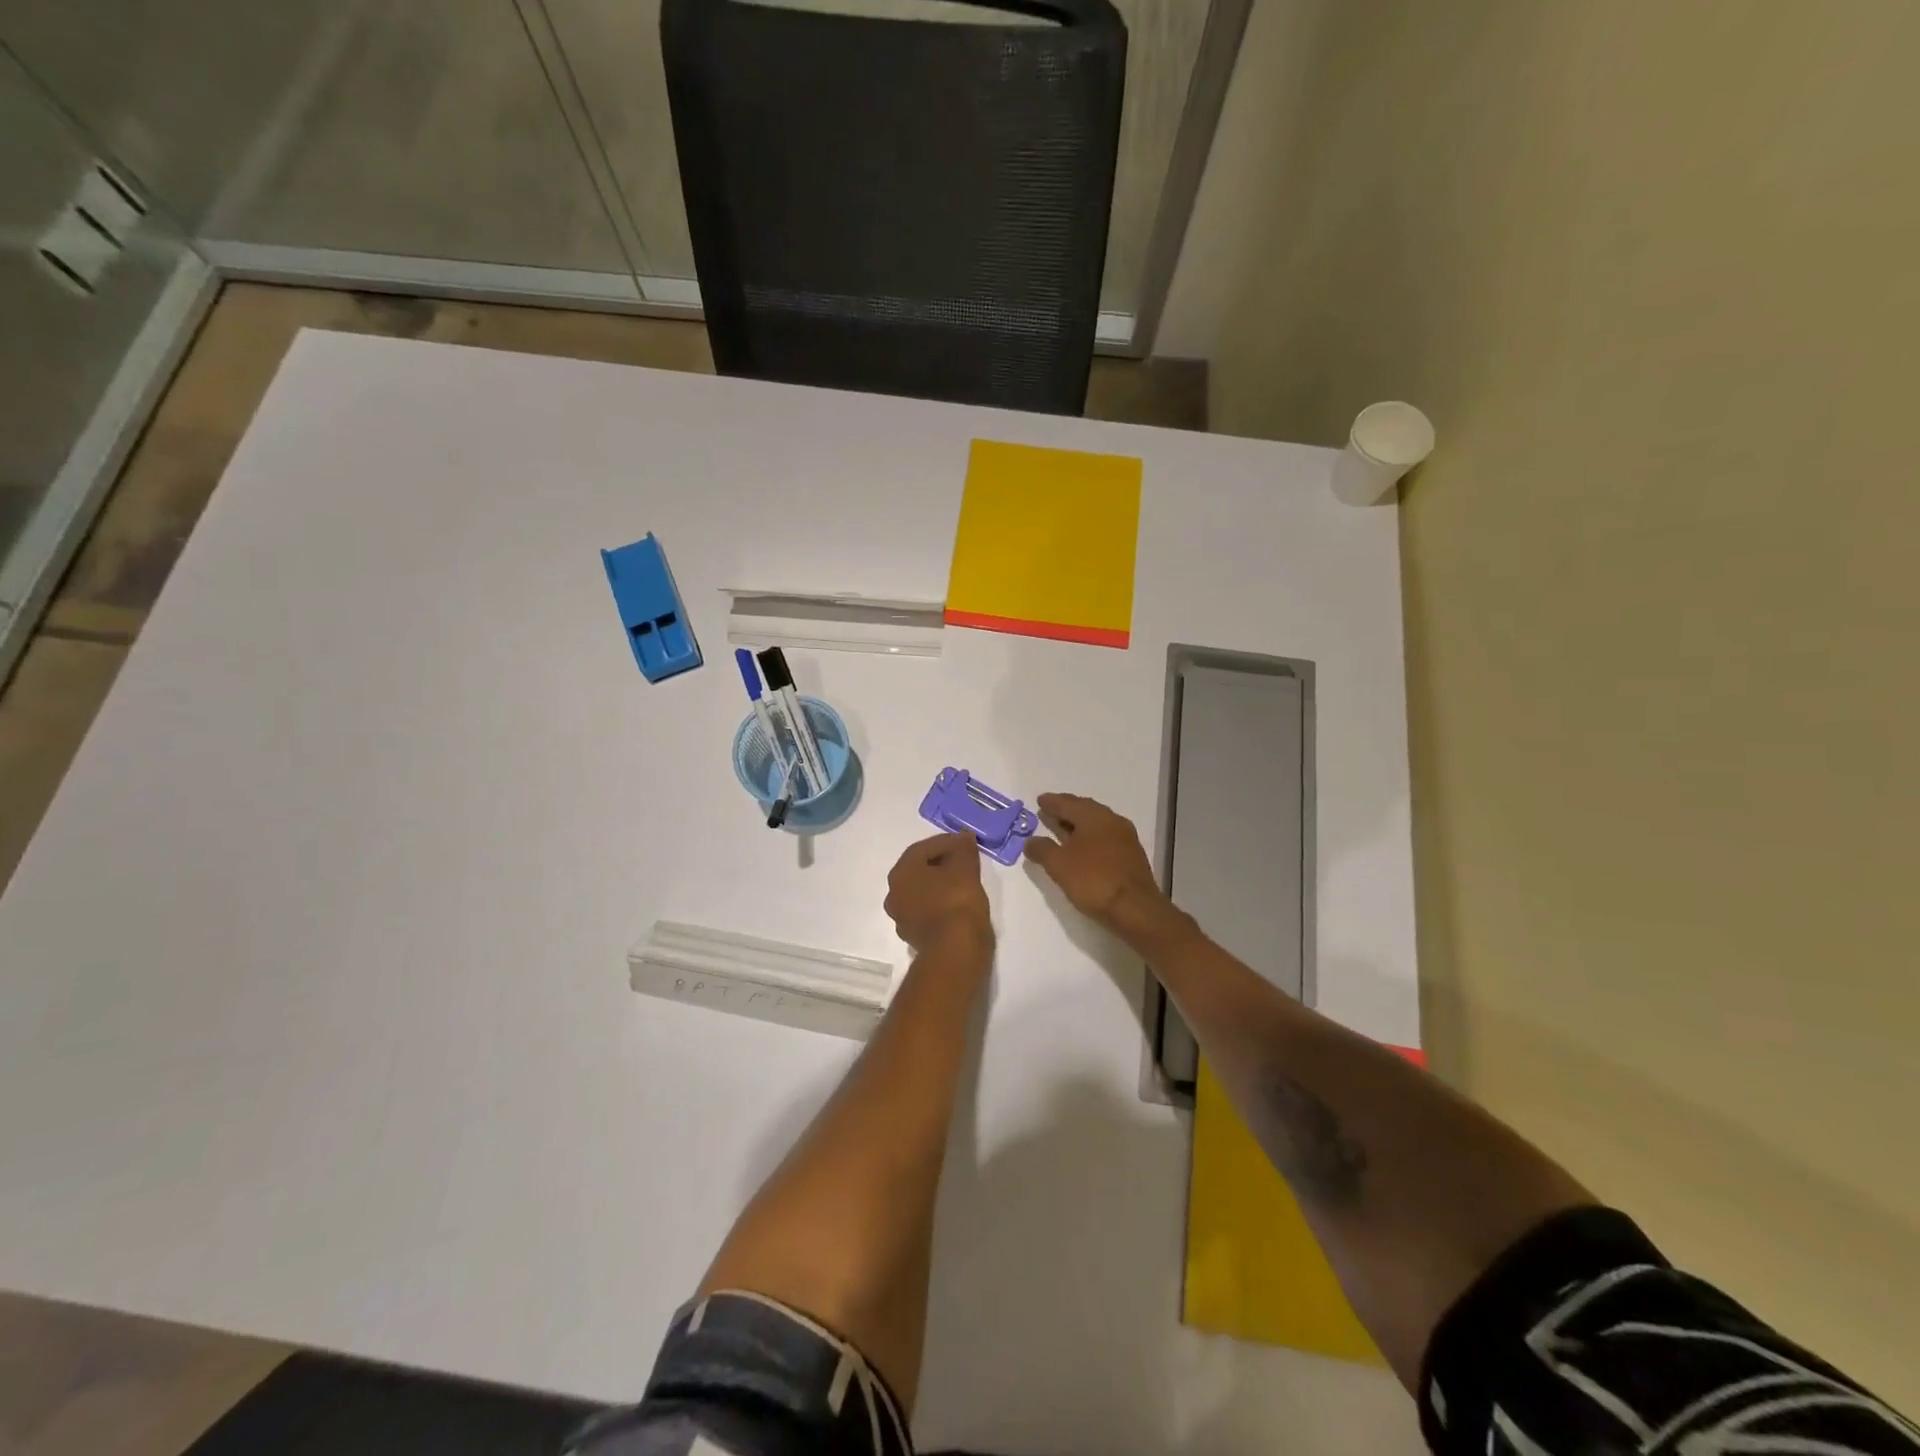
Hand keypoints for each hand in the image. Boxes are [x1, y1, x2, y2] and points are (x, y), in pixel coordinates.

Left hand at [885, 832, 992, 953]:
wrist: (956, 950)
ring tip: (963, 882)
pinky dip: (940, 904)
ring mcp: (902, 918)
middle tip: (963, 861)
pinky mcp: (914, 937)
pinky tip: (958, 904)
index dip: (946, 842)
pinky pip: (927, 911)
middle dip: (941, 863)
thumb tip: (962, 837)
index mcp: (900, 873)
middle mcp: (894, 894)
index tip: (965, 843)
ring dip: (940, 884)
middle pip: (919, 870)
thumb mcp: (965, 867)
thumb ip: (962, 848)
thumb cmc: (957, 901)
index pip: (922, 848)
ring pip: (922, 892)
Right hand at [1024, 793, 1167, 927]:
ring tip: (1061, 831)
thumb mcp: (1059, 865)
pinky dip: (1089, 839)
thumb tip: (1030, 841)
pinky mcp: (1131, 856)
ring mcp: (1125, 838)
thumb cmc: (1093, 880)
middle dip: (1065, 811)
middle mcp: (1112, 821)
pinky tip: (1082, 850)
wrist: (1136, 909)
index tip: (1039, 800)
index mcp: (1094, 816)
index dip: (1051, 802)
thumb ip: (1042, 849)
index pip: (1067, 803)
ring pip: (1096, 825)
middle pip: (1084, 810)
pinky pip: (1105, 839)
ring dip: (1077, 826)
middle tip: (1048, 812)